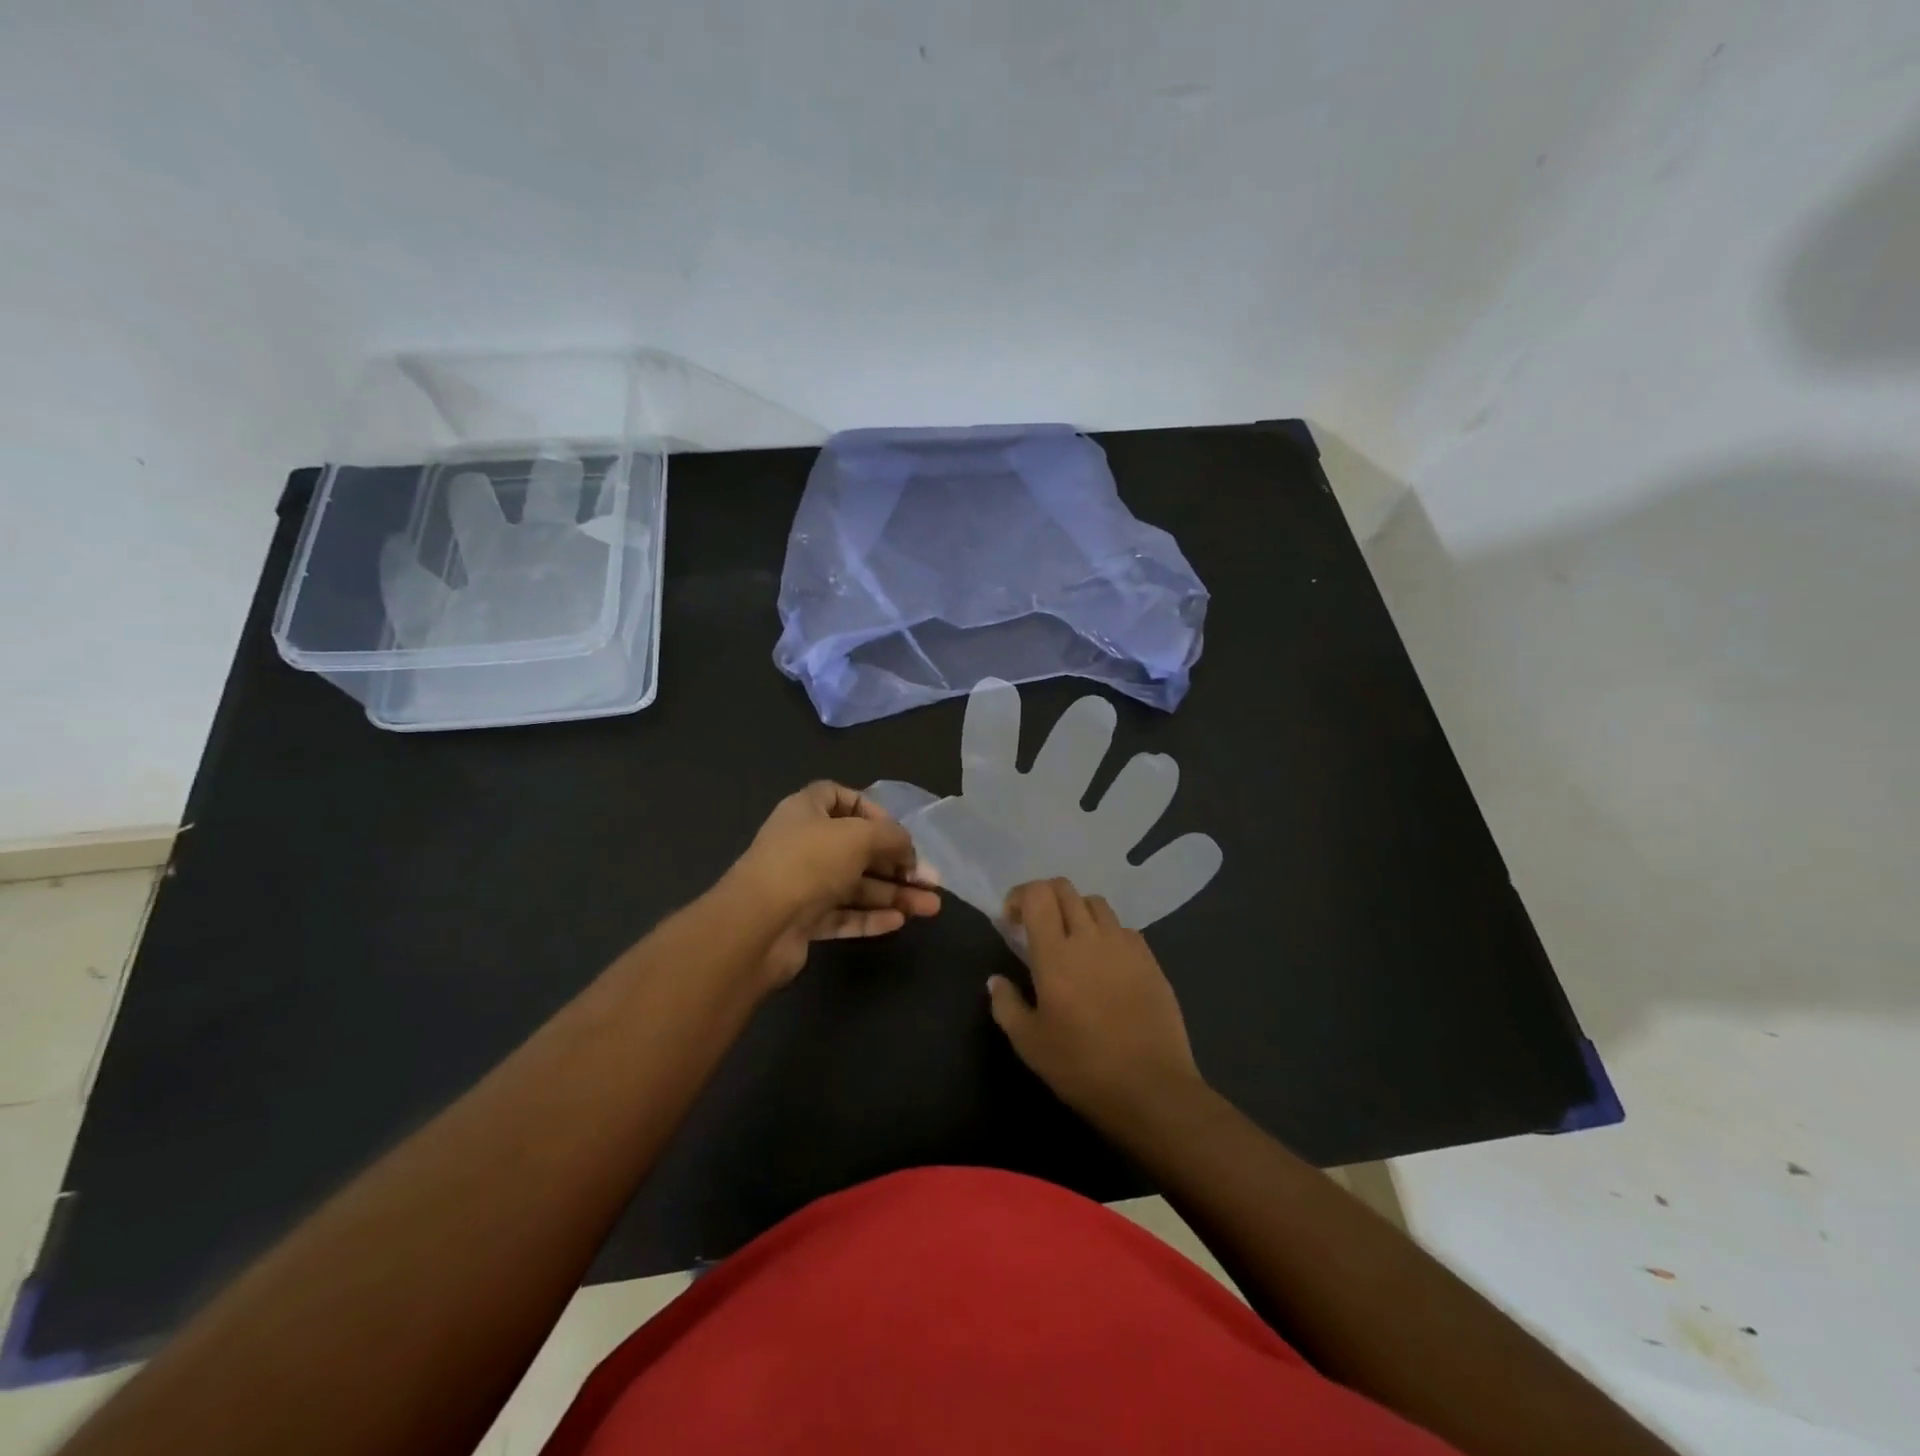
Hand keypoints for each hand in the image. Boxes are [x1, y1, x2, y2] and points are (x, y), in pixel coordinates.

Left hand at [724, 783, 940, 986]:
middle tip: (931, 881)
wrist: (757, 926)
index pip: (840, 798)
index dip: (871, 810)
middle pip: (856, 848)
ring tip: (930, 908)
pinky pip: (842, 915)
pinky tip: (899, 922)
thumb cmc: (809, 862)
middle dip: (896, 864)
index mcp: (806, 811)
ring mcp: (801, 884)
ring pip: (854, 886)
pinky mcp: (802, 921)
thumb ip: (892, 838)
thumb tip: (908, 851)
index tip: (896, 830)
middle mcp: (802, 844)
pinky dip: (870, 918)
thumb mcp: (860, 837)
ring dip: (893, 894)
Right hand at [987, 877, 1203, 1127]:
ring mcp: (1124, 945)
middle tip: (1036, 926)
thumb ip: (1006, 1005)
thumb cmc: (1082, 1067)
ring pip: (1096, 903)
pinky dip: (1106, 932)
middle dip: (1044, 897)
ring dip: (1076, 911)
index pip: (1037, 895)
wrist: (1151, 1088)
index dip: (1020, 896)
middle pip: (1065, 889)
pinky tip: (1104, 962)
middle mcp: (1090, 937)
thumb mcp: (1030, 1044)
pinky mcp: (1150, 959)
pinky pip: (1123, 927)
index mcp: (1055, 954)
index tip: (1011, 920)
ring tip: (1071, 940)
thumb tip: (995, 980)